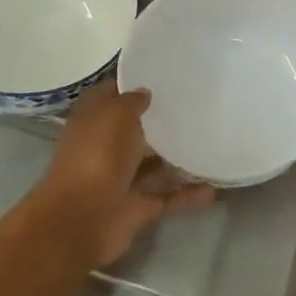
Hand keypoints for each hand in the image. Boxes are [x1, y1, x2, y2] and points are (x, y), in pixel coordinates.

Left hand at [34, 82, 214, 266]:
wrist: (81, 221)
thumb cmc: (96, 157)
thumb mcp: (115, 115)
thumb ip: (131, 101)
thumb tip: (145, 93)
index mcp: (92, 121)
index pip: (110, 95)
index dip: (130, 84)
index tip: (161, 74)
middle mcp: (103, 148)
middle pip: (132, 130)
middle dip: (156, 120)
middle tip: (193, 106)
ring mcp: (119, 180)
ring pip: (151, 165)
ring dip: (175, 158)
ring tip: (208, 143)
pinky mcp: (135, 209)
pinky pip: (166, 198)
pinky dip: (187, 196)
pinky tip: (214, 188)